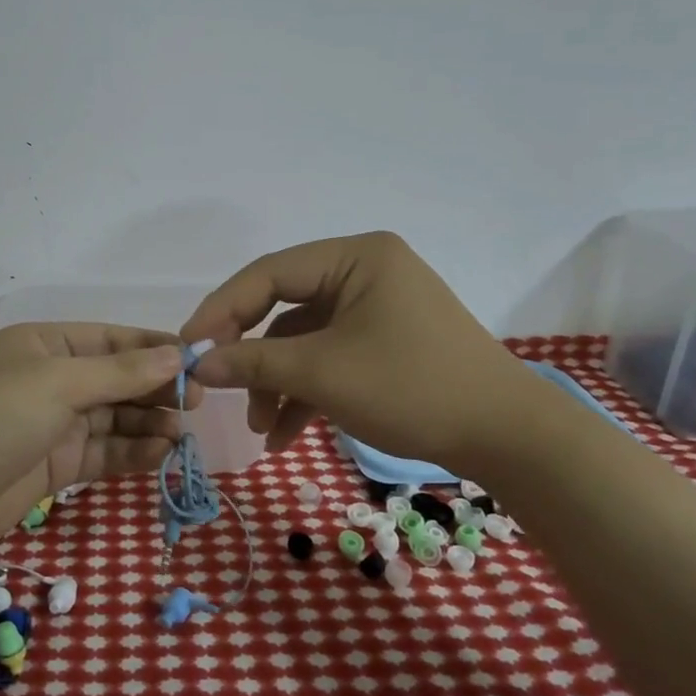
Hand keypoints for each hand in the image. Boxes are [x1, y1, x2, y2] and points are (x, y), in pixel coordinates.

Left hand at [0, 323, 198, 544]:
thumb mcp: (60, 384)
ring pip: (115, 417)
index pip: (110, 339)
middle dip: (156, 388)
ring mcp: (55, 423)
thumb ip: (121, 372)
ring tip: (182, 432)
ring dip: (149, 423)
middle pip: (117, 379)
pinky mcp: (58, 463)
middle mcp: (53, 379)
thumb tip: (177, 354)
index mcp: (46, 346)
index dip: (153, 347)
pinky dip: (133, 452)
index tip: (196, 359)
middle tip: (198, 401)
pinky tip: (162, 454)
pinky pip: (105, 451)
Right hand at [180, 231, 544, 475]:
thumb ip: (252, 362)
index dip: (222, 309)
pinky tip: (284, 434)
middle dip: (251, 355)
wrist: (507, 438)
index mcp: (355, 257)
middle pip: (283, 307)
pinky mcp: (383, 342)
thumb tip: (195, 365)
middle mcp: (364, 272)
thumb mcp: (322, 373)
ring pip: (304, 340)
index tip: (188, 346)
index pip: (269, 273)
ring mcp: (375, 308)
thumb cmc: (411, 387)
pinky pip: (329, 357)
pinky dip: (305, 391)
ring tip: (260, 428)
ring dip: (277, 383)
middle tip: (215, 384)